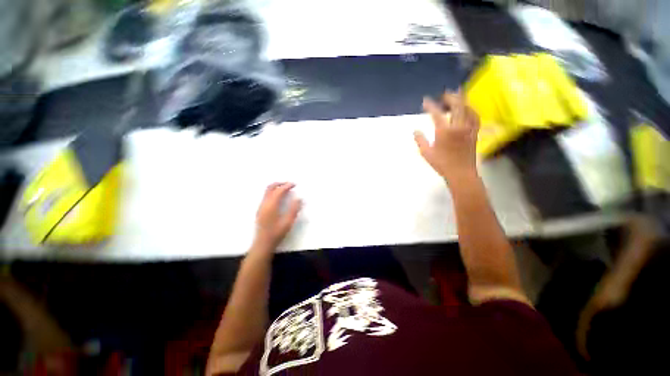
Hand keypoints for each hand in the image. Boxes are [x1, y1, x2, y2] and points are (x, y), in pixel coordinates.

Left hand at [254, 183, 301, 249]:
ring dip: (276, 187)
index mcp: (271, 206)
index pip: (279, 191)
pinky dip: (273, 192)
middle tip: (289, 184)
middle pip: (270, 187)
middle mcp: (264, 203)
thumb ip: (294, 209)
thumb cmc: (276, 233)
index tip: (295, 184)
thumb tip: (299, 198)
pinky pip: (266, 196)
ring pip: (267, 191)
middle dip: (280, 183)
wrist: (263, 244)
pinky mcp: (260, 210)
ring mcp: (261, 206)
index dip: (287, 186)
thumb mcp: (288, 222)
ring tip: (286, 189)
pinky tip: (279, 197)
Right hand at [414, 91, 479, 183]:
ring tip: (457, 96)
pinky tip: (467, 109)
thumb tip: (415, 131)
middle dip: (450, 97)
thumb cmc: (442, 164)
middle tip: (445, 93)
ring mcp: (468, 128)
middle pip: (457, 105)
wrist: (461, 172)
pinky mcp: (474, 132)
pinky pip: (474, 116)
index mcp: (444, 131)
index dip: (430, 106)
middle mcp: (458, 126)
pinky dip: (470, 109)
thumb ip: (420, 140)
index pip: (436, 114)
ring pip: (467, 108)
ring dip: (462, 100)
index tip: (425, 101)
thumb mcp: (426, 153)